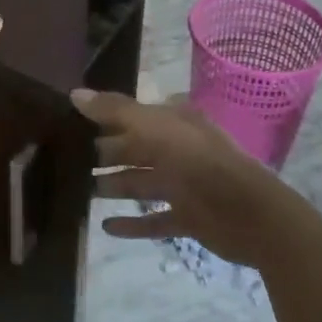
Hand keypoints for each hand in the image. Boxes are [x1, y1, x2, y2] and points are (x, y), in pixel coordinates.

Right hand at [71, 89, 308, 268]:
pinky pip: (154, 220)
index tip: (74, 124)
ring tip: (83, 192)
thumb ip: (115, 111)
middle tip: (70, 160)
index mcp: (176, 122)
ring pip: (143, 183)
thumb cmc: (199, 161)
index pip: (135, 115)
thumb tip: (74, 93)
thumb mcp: (154, 127)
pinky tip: (106, 227)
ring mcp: (186, 186)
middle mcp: (180, 149)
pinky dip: (133, 224)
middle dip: (107, 153)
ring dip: (116, 186)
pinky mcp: (189, 218)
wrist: (251, 214)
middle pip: (136, 149)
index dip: (107, 118)